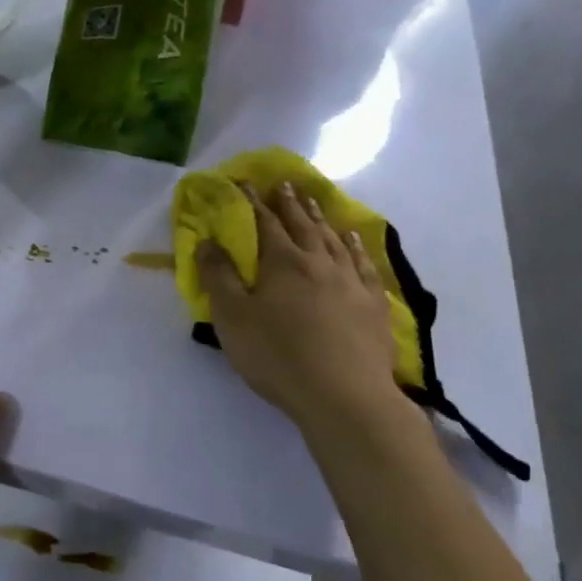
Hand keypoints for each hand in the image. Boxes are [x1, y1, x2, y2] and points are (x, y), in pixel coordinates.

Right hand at [195, 182, 405, 436]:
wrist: (344, 396)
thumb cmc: (278, 355)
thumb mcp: (232, 318)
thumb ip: (218, 276)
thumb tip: (207, 241)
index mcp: (283, 262)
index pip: (266, 223)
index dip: (254, 203)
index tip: (247, 184)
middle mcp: (319, 262)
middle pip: (303, 225)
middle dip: (290, 204)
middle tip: (284, 185)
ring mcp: (351, 281)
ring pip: (334, 239)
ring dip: (321, 218)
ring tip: (314, 203)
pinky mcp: (374, 304)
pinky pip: (364, 264)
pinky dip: (356, 246)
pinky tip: (353, 240)